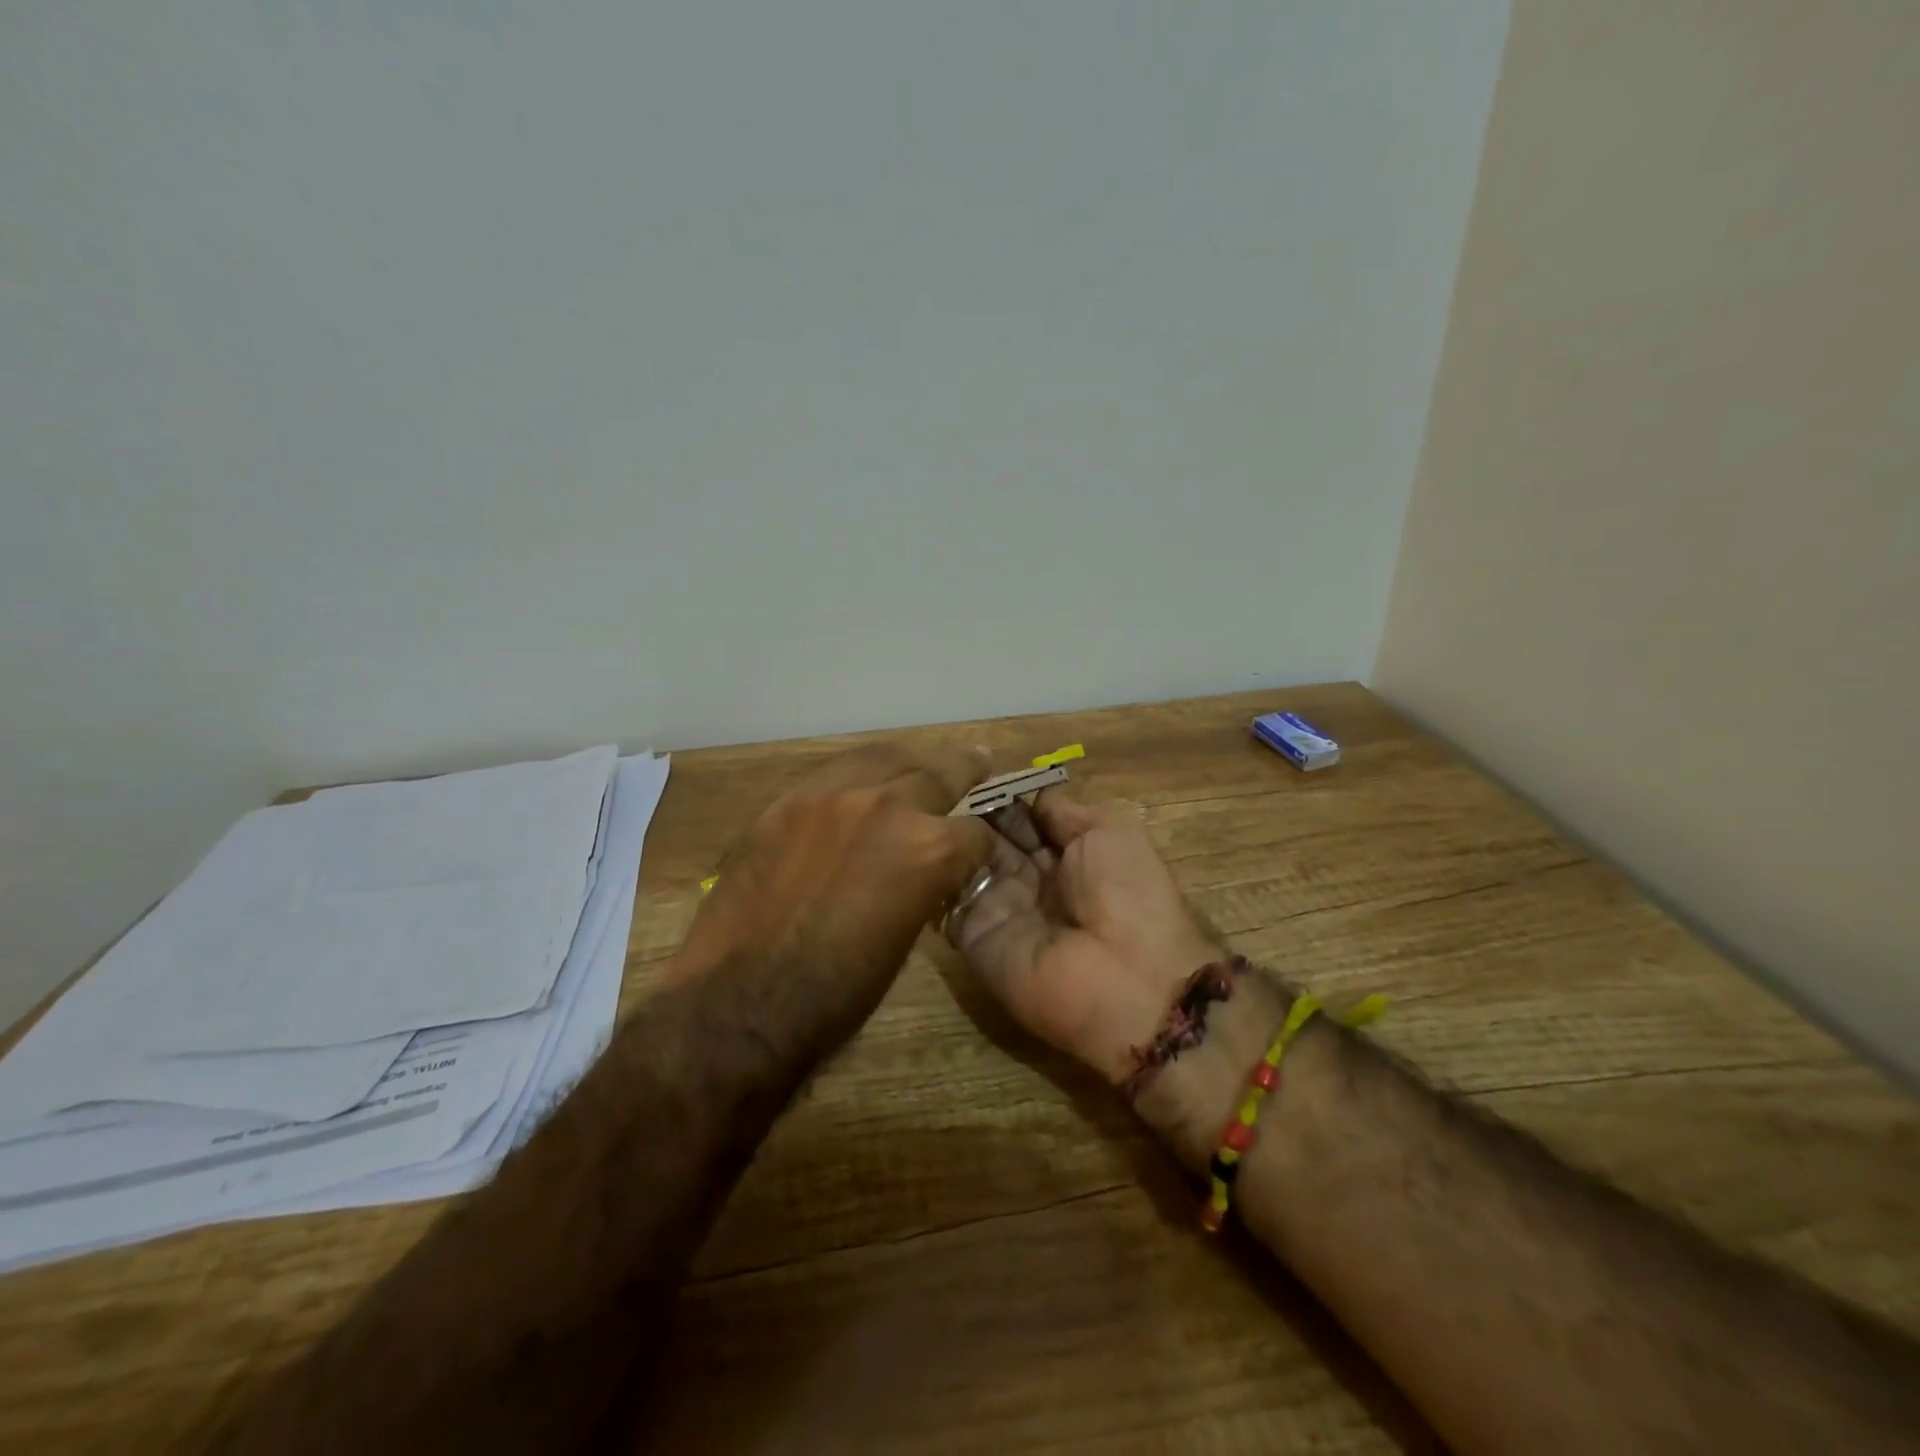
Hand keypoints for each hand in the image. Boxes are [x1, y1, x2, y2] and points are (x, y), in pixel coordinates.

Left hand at [674, 744, 996, 1036]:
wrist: (742, 1000)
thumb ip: (924, 887)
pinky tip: (864, 779)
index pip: (975, 832)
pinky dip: (861, 773)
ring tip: (920, 761)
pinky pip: (836, 771)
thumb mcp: (905, 939)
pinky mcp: (789, 799)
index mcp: (929, 850)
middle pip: (940, 774)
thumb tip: (925, 870)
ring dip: (910, 763)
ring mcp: (834, 794)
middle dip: (965, 771)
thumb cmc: (836, 993)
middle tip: (979, 760)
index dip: (980, 847)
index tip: (976, 853)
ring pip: (886, 758)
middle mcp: (889, 805)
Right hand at [947, 786, 1223, 1083]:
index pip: (1020, 813)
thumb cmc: (1129, 892)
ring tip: (921, 801)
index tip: (968, 767)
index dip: (998, 791)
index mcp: (1065, 852)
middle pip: (989, 834)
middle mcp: (1029, 877)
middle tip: (936, 779)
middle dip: (967, 807)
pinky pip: (945, 898)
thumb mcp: (1108, 829)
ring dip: (947, 832)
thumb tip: (1024, 790)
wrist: (1129, 979)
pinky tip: (917, 838)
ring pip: (964, 860)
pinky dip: (933, 870)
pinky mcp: (973, 936)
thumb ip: (1061, 807)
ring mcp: (998, 906)